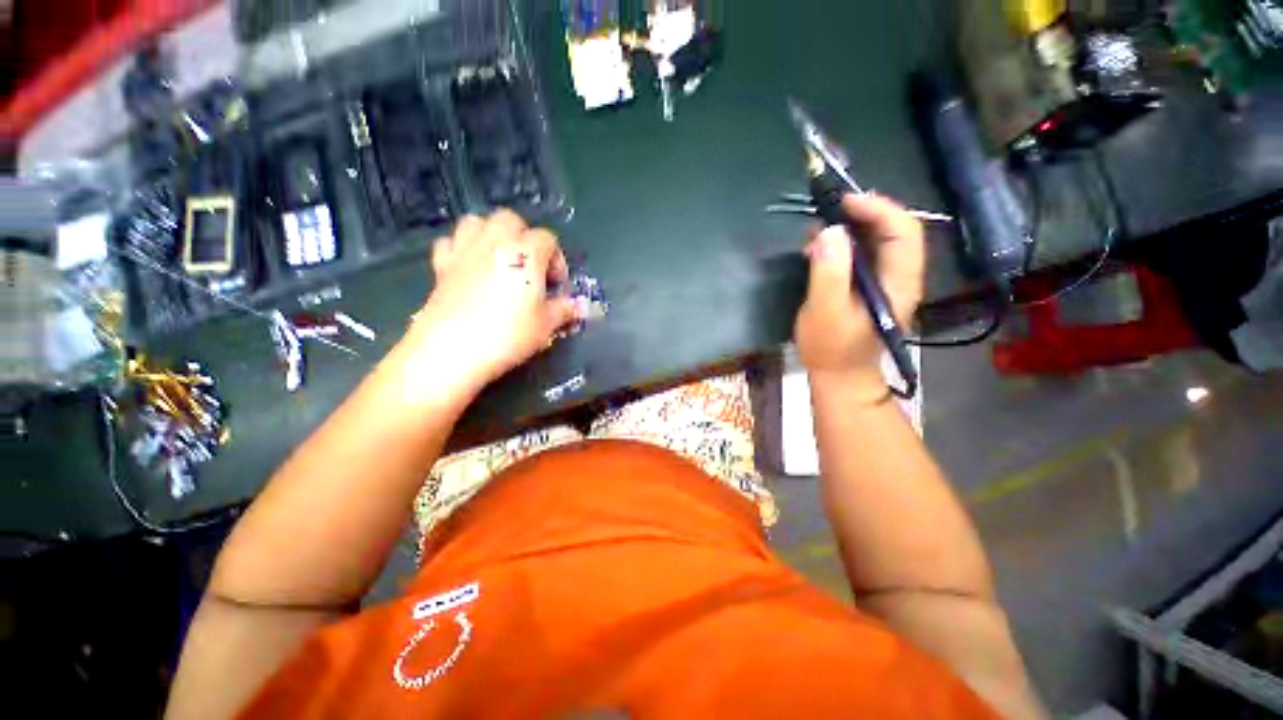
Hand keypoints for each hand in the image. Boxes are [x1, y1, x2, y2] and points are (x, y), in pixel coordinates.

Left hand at [406, 210, 579, 389]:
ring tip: (500, 261)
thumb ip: (564, 310)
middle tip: (530, 269)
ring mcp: (464, 250)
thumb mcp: (546, 325)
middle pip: (511, 220)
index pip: (548, 239)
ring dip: (492, 235)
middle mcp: (495, 242)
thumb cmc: (508, 334)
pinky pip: (451, 242)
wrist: (453, 349)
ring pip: (478, 222)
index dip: (557, 261)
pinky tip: (470, 268)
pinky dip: (462, 248)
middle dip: (525, 238)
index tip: (557, 287)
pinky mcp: (441, 265)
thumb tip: (579, 307)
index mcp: (526, 253)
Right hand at [795, 194, 924, 391]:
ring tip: (817, 231)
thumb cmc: (831, 348)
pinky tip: (820, 248)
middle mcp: (899, 276)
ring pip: (877, 240)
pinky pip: (863, 254)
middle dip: (862, 214)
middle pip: (893, 230)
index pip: (903, 231)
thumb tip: (831, 231)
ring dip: (850, 228)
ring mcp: (885, 281)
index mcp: (898, 282)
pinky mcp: (869, 286)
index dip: (877, 209)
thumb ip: (829, 273)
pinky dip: (843, 243)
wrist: (839, 375)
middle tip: (826, 212)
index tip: (842, 202)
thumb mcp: (825, 312)